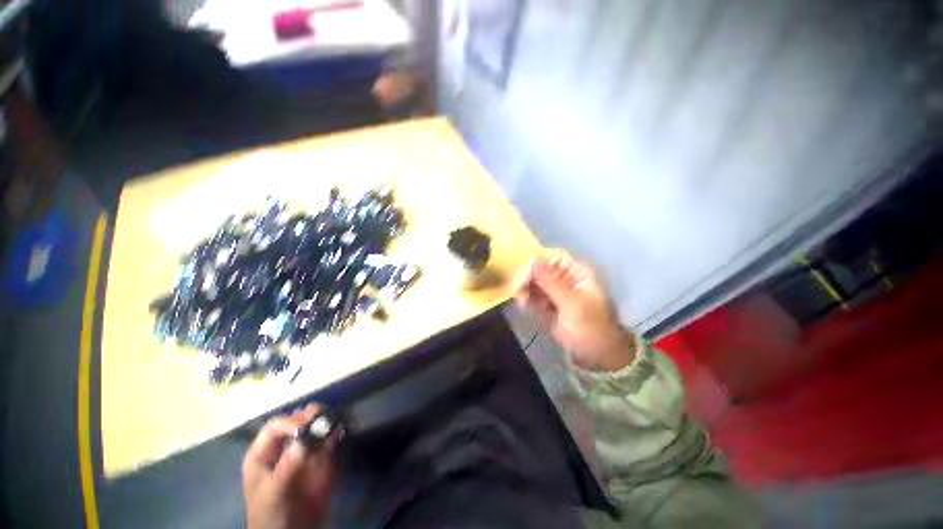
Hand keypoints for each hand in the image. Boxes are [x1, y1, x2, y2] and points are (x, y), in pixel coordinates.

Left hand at [243, 404, 336, 528]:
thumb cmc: (271, 513)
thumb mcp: (273, 492)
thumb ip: (286, 467)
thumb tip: (303, 441)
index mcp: (264, 453)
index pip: (275, 427)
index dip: (289, 422)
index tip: (304, 427)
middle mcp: (284, 446)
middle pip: (296, 421)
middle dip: (308, 417)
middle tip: (322, 417)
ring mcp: (304, 450)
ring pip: (314, 426)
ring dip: (324, 420)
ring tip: (332, 419)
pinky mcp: (322, 457)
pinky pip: (329, 438)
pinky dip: (335, 431)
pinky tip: (339, 430)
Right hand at [514, 250, 635, 372]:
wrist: (597, 355)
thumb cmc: (591, 328)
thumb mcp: (572, 305)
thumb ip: (551, 283)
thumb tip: (533, 260)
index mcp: (577, 273)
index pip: (552, 258)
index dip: (536, 264)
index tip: (523, 277)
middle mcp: (565, 278)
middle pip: (540, 269)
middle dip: (528, 278)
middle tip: (518, 292)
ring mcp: (555, 291)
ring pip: (533, 282)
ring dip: (525, 290)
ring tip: (522, 302)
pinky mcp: (548, 304)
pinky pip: (533, 295)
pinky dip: (527, 300)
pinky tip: (523, 306)